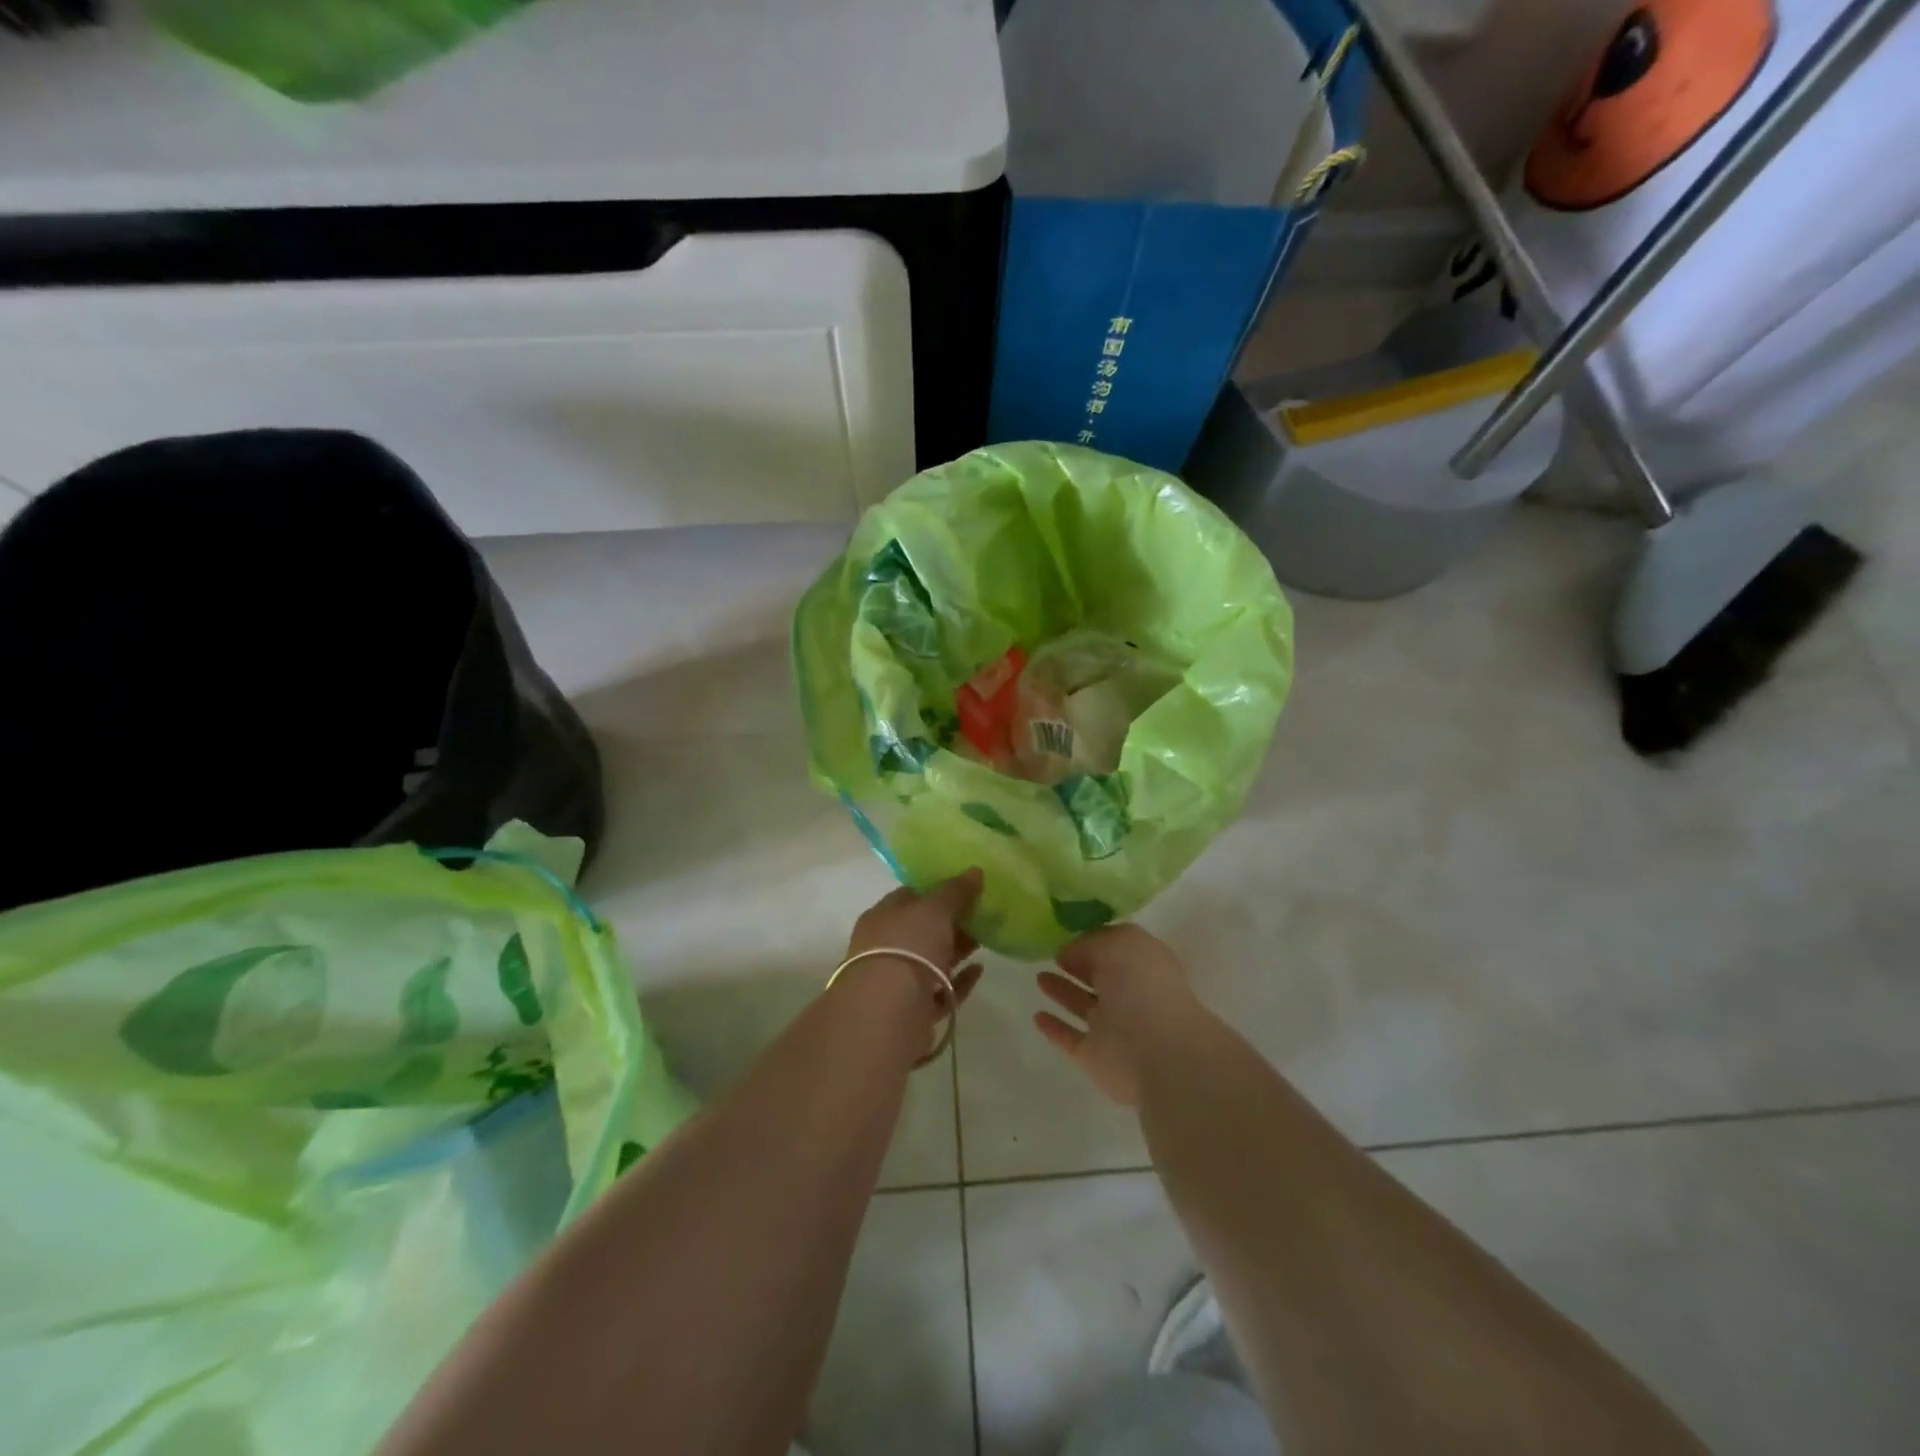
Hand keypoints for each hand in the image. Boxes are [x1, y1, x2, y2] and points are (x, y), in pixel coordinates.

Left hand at [842, 869, 985, 1023]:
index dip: (937, 889)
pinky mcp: (913, 1011)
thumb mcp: (934, 909)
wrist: (888, 1013)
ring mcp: (898, 981)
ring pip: (932, 960)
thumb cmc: (907, 947)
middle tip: (983, 912)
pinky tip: (979, 970)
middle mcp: (886, 947)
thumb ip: (955, 891)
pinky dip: (959, 981)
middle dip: (952, 920)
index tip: (966, 887)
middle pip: (923, 929)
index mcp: (883, 917)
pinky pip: (941, 991)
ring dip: (957, 948)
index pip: (910, 896)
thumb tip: (975, 871)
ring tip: (987, 938)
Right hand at [1034, 924, 1204, 1105]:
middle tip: (1051, 955)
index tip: (1066, 935)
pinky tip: (1037, 1016)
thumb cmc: (1143, 987)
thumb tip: (1068, 954)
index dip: (1092, 940)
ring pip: (1083, 1005)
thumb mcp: (1117, 944)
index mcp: (1144, 965)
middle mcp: (1130, 995)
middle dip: (1077, 965)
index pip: (1116, 948)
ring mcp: (1113, 1027)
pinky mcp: (1095, 1056)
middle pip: (1099, 977)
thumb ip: (1089, 943)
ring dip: (1062, 992)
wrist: (1159, 1054)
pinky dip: (1054, 1028)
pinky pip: (1069, 1038)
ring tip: (1039, 977)